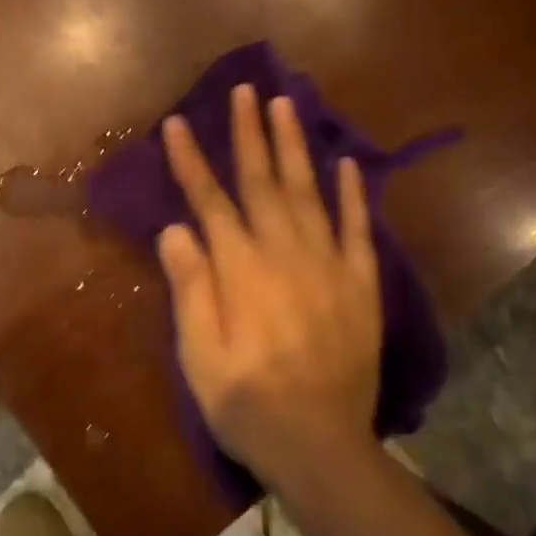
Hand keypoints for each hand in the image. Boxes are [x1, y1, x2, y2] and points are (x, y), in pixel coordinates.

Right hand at [157, 84, 382, 485]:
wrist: (321, 446)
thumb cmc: (246, 402)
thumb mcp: (198, 355)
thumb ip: (190, 287)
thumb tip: (175, 228)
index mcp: (240, 269)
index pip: (209, 200)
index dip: (192, 159)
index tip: (179, 122)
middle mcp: (284, 253)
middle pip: (262, 181)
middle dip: (249, 132)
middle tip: (245, 89)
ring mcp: (328, 265)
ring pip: (307, 192)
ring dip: (294, 146)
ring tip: (285, 105)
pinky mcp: (360, 284)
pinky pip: (357, 229)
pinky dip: (352, 194)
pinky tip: (347, 164)